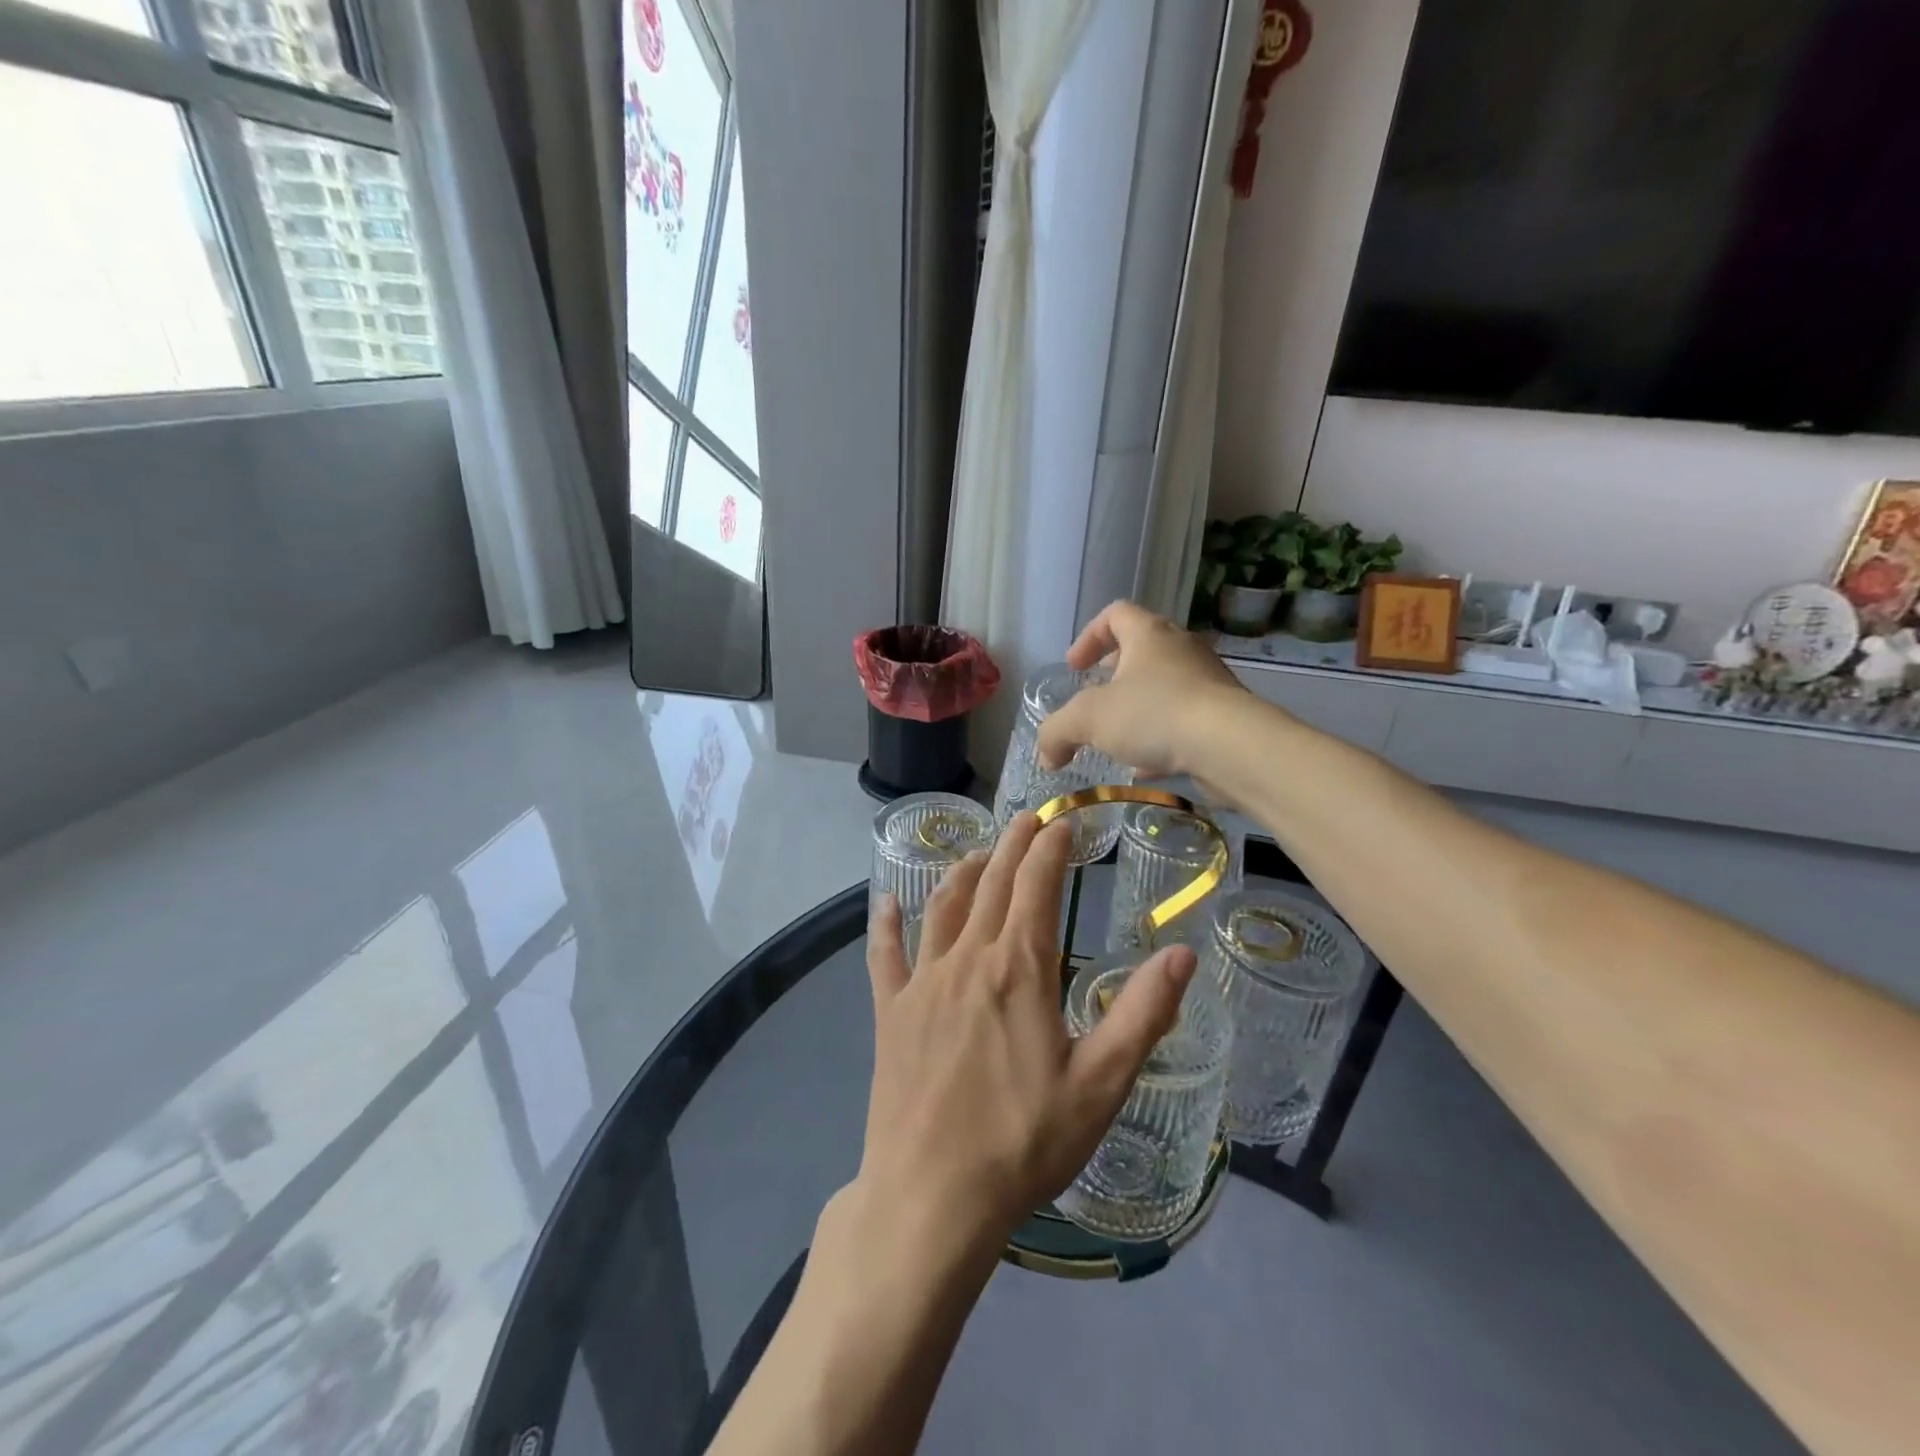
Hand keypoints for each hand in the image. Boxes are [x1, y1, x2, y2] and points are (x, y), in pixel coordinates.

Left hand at [859, 813, 1198, 1244]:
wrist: (932, 1196)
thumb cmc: (1024, 1141)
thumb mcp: (1101, 1084)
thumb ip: (1143, 1013)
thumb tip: (1182, 952)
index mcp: (1019, 968)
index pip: (1037, 885)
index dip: (1050, 847)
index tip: (1062, 821)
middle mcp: (967, 959)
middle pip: (991, 884)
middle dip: (1012, 845)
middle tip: (1027, 819)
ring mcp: (922, 983)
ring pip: (942, 908)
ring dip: (963, 873)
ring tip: (980, 854)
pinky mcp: (890, 1013)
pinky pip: (885, 956)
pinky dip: (886, 924)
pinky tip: (885, 903)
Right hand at [1036, 600, 1253, 781]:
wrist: (1231, 746)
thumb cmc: (1155, 714)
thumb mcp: (1088, 720)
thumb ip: (1057, 733)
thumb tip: (1045, 755)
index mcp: (1149, 634)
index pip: (1115, 614)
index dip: (1089, 636)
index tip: (1075, 667)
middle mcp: (1181, 649)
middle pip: (1143, 648)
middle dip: (1114, 673)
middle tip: (1095, 698)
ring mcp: (1208, 681)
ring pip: (1166, 685)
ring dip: (1139, 706)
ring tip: (1119, 736)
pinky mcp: (1224, 715)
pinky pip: (1185, 718)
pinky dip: (1161, 735)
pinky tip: (1146, 766)